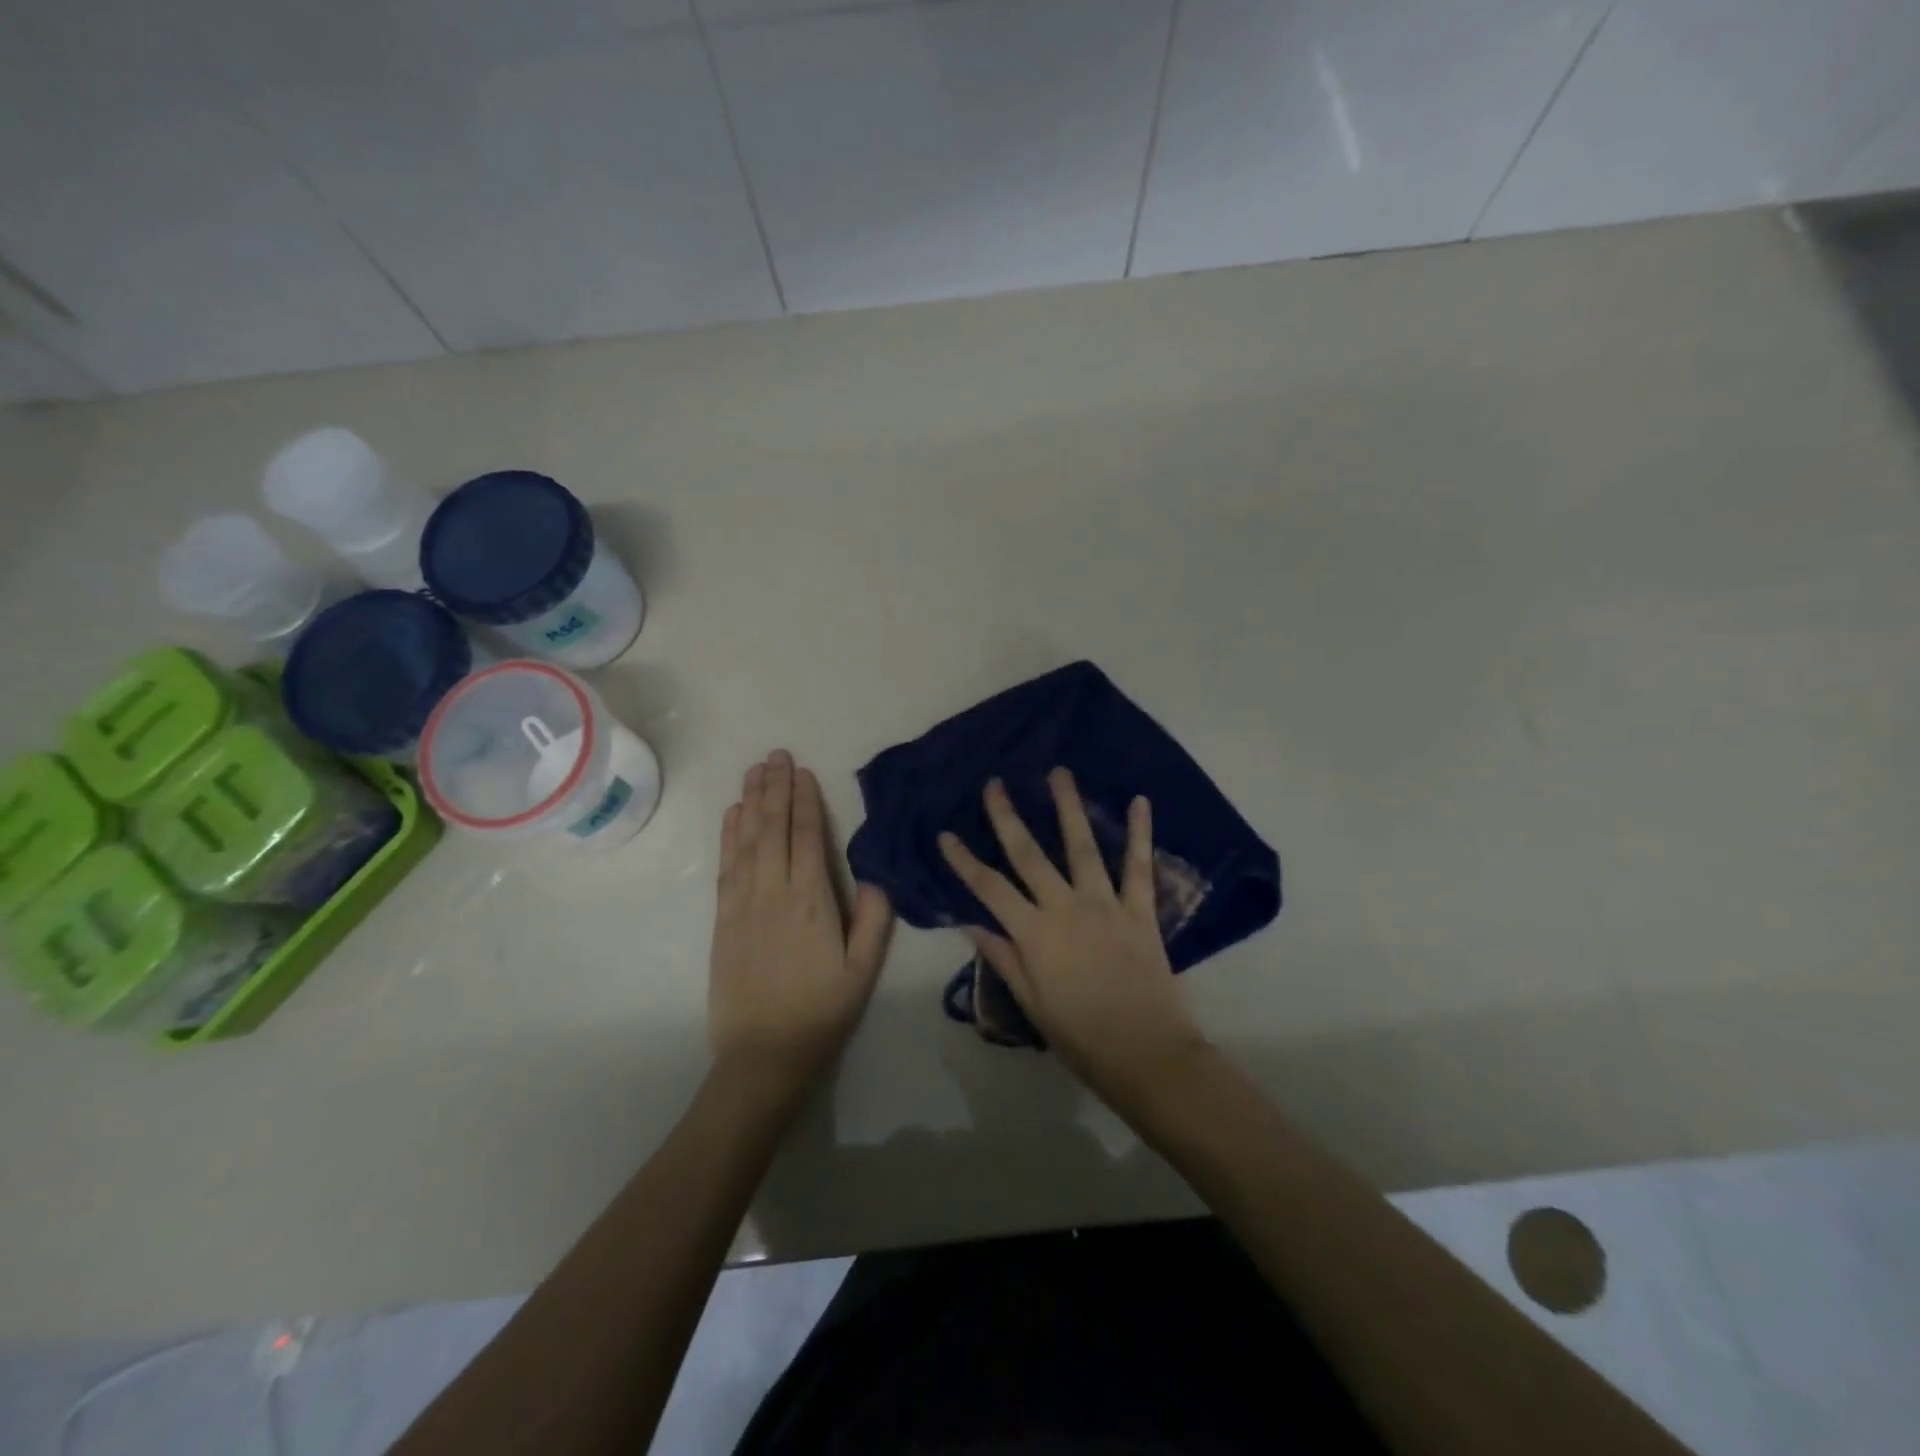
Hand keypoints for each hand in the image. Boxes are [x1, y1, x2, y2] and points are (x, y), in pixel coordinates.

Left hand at [709, 750, 892, 1094]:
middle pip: (774, 828)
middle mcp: (774, 892)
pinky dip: (728, 836)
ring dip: (751, 802)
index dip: (805, 801)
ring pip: (747, 841)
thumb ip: (875, 917)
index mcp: (813, 900)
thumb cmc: (822, 1012)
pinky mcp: (723, 919)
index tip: (802, 771)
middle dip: (775, 788)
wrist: (763, 1055)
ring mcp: (743, 903)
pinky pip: (726, 866)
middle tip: (776, 754)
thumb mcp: (864, 970)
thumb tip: (879, 871)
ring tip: (754, 770)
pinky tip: (732, 815)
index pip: (808, 837)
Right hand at [938, 769, 1209, 1110]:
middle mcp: (1065, 908)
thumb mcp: (1032, 1003)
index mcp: (1034, 934)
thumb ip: (1004, 959)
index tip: (946, 834)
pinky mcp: (1140, 910)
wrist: (1145, 1053)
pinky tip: (1138, 801)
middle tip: (995, 784)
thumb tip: (972, 924)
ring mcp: (1105, 905)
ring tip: (1058, 773)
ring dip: (1069, 807)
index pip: (989, 888)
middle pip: (1029, 855)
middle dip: (1008, 818)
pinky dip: (1140, 833)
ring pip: (1082, 847)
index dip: (964, 860)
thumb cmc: (1080, 1035)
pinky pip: (1139, 866)